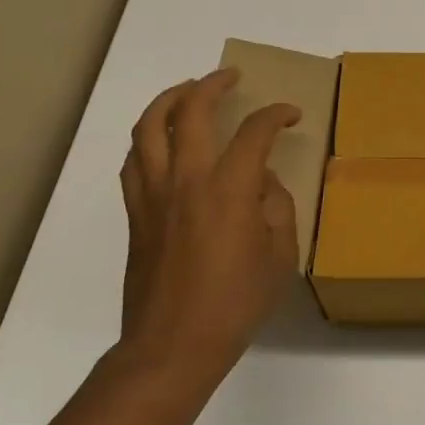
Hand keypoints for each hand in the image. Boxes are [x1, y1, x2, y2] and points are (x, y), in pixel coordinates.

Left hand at [116, 68, 299, 386]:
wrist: (171, 348)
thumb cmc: (234, 303)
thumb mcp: (280, 256)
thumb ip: (276, 208)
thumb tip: (262, 183)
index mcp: (229, 189)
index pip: (254, 131)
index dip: (276, 114)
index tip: (290, 115)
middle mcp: (187, 180)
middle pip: (190, 111)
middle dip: (212, 84)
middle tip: (230, 77)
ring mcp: (154, 195)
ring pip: (148, 128)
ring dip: (169, 100)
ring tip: (187, 92)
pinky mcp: (135, 214)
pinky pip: (134, 161)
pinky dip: (147, 138)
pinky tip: (161, 140)